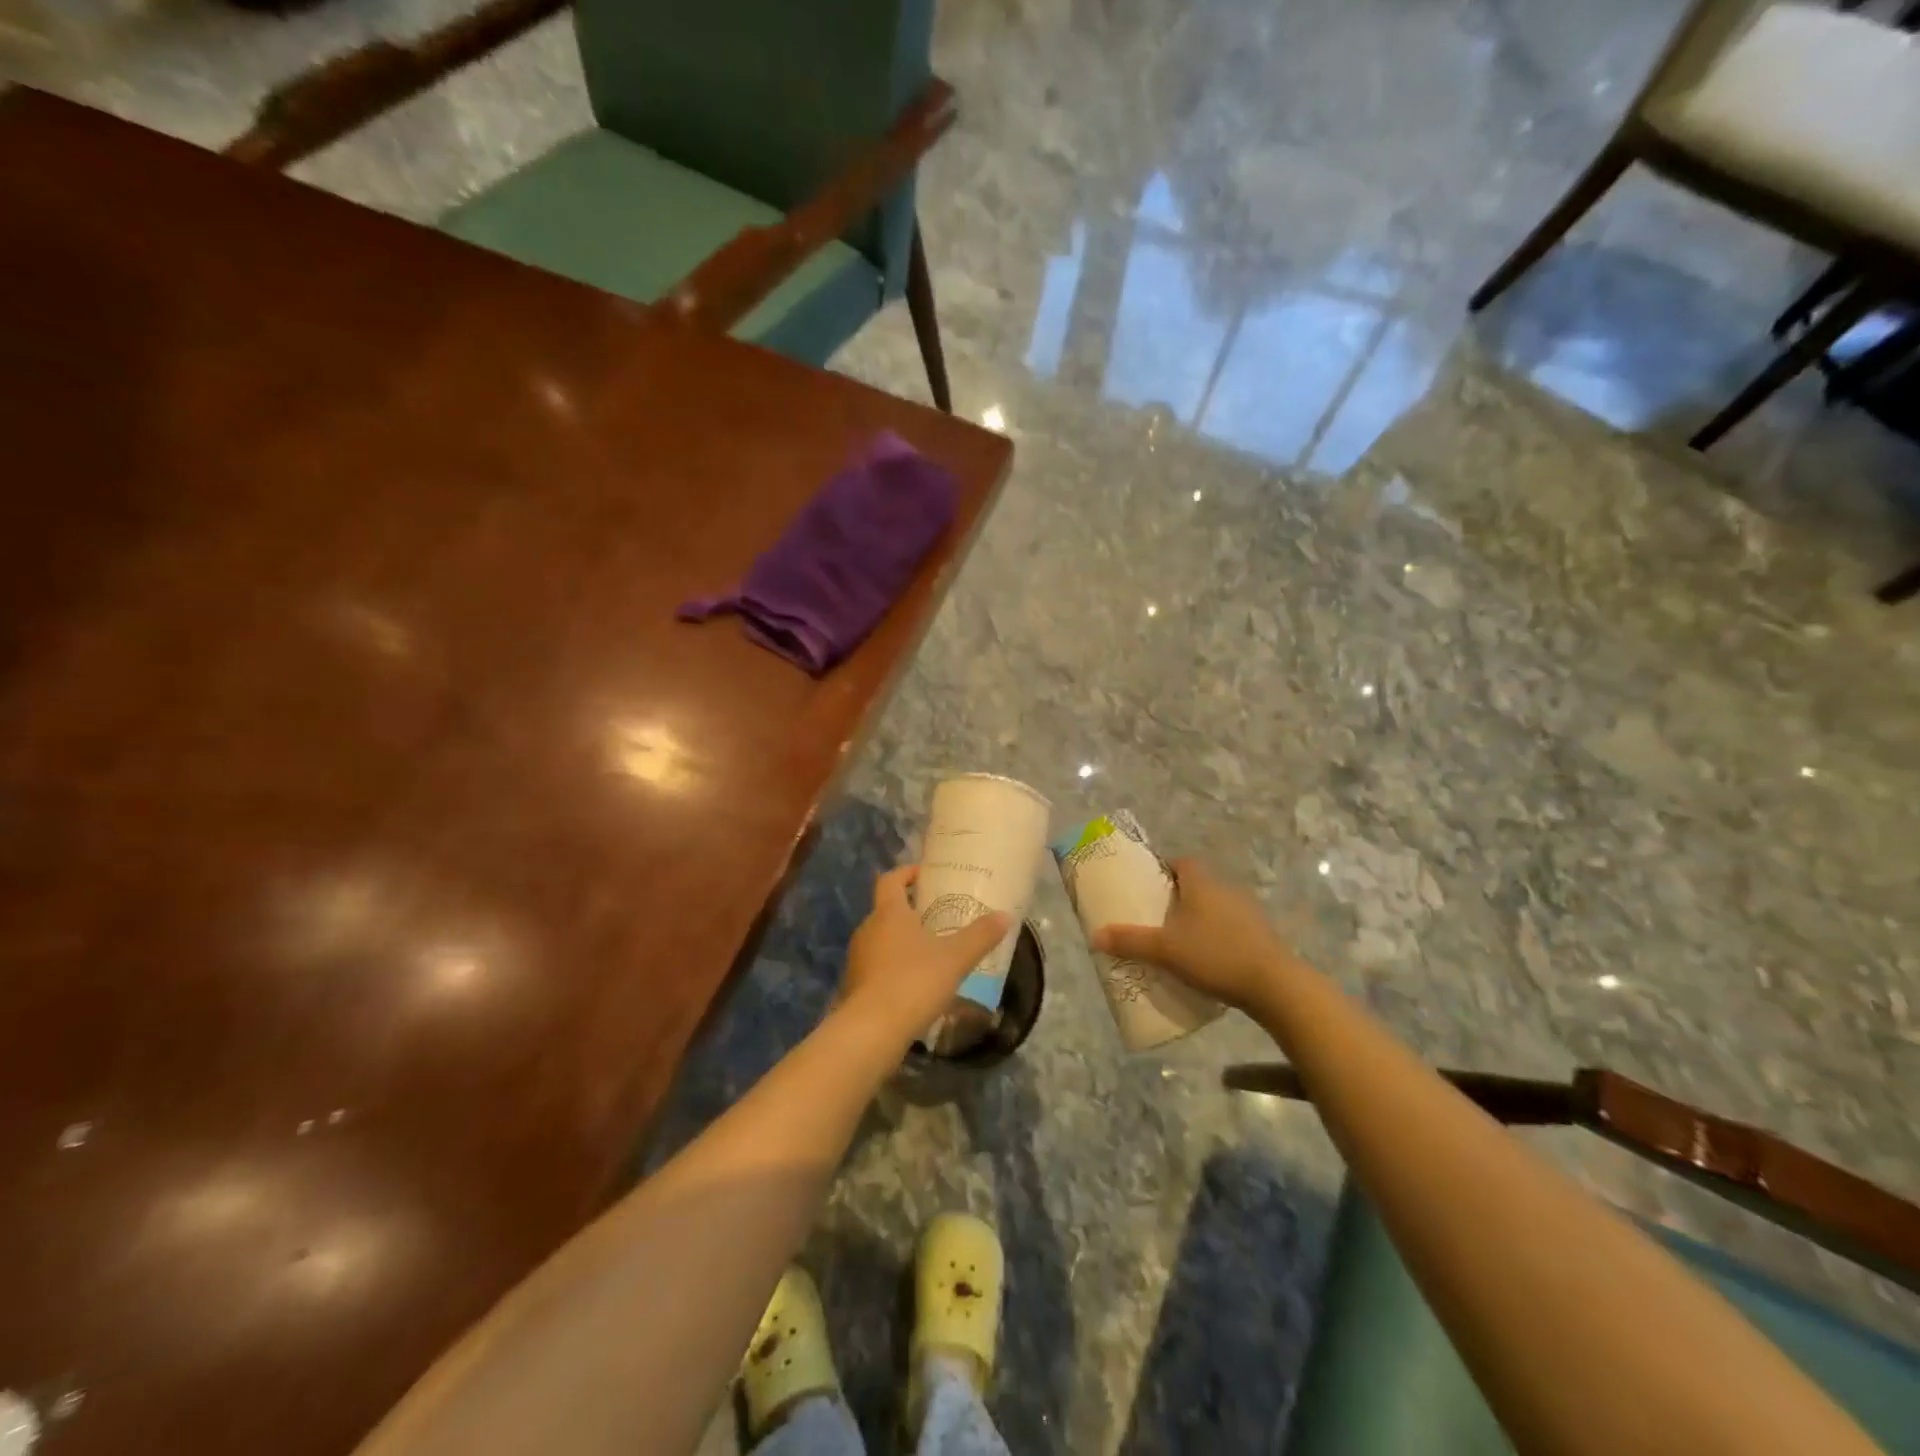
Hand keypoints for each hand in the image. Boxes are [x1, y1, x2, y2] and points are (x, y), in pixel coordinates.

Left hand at [836, 865, 1010, 1047]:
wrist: (871, 1031)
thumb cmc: (913, 982)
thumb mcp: (955, 958)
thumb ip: (980, 936)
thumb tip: (1005, 916)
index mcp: (889, 913)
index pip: (891, 880)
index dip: (906, 873)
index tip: (925, 875)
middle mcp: (868, 929)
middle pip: (886, 909)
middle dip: (909, 910)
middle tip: (936, 916)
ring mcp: (858, 958)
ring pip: (881, 939)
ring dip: (901, 941)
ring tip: (930, 952)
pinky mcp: (855, 985)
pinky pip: (877, 966)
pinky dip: (894, 967)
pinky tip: (915, 984)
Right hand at [1091, 858, 1291, 1011]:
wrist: (1274, 985)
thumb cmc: (1215, 955)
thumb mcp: (1165, 950)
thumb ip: (1130, 941)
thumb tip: (1095, 937)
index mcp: (1202, 883)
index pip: (1182, 862)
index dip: (1165, 868)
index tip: (1149, 885)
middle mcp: (1226, 889)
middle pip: (1197, 884)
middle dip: (1177, 897)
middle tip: (1157, 917)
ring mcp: (1248, 912)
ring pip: (1215, 906)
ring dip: (1199, 918)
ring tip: (1179, 941)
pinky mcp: (1261, 936)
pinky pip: (1231, 928)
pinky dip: (1217, 937)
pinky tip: (1207, 960)